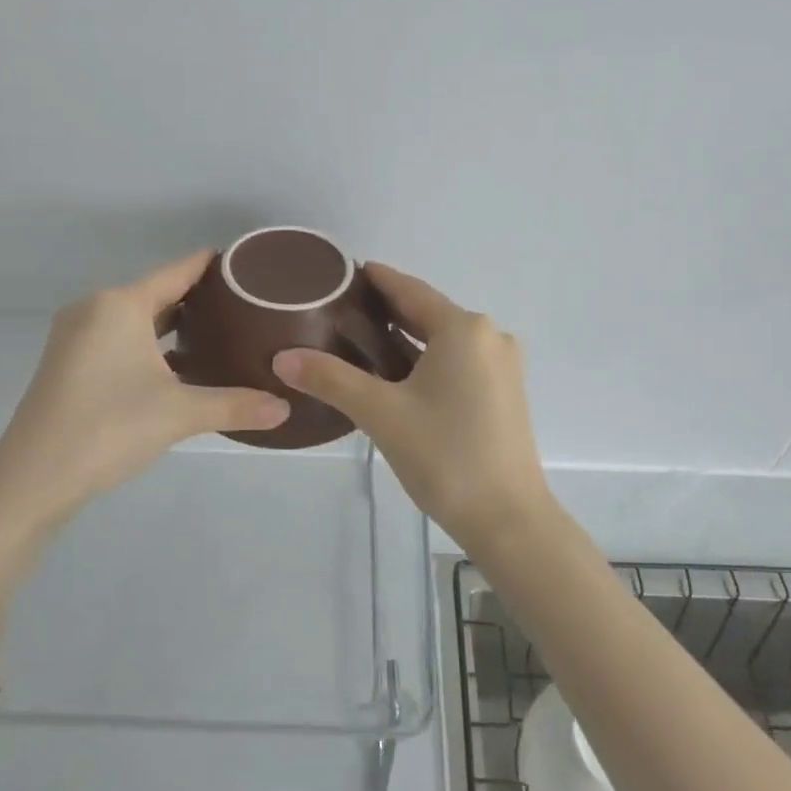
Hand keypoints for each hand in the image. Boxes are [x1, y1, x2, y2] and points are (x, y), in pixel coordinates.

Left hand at [0, 251, 289, 520]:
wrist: (33, 478)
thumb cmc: (109, 428)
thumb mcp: (180, 414)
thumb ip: (235, 405)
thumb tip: (285, 410)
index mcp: (119, 305)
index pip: (177, 271)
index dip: (212, 265)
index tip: (247, 264)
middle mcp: (94, 309)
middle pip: (156, 292)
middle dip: (198, 298)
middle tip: (245, 305)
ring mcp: (75, 336)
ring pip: (135, 318)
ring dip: (172, 323)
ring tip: (219, 331)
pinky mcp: (68, 363)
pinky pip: (118, 338)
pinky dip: (149, 343)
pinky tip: (178, 364)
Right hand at [272, 263, 554, 549]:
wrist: (508, 518)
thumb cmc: (445, 456)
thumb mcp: (381, 413)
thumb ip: (331, 379)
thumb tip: (282, 358)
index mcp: (464, 329)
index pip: (409, 290)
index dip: (375, 279)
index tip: (343, 272)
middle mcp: (488, 336)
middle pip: (427, 313)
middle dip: (385, 311)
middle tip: (337, 311)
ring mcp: (501, 366)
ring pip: (443, 340)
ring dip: (405, 339)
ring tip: (357, 341)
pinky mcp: (504, 392)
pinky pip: (457, 362)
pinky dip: (426, 361)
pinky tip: (396, 375)